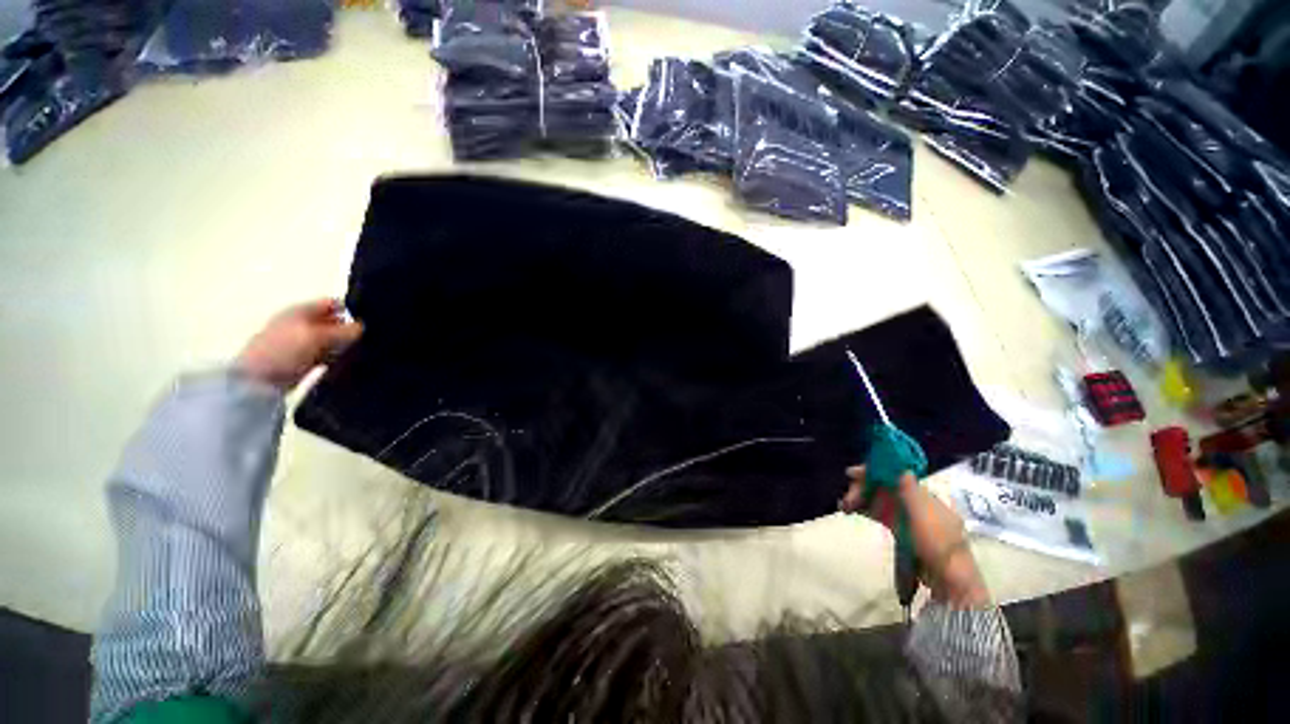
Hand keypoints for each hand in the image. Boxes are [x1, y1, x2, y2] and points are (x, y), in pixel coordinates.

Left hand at [235, 299, 362, 390]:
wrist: (258, 380)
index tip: (368, 322)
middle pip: (334, 322)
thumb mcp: (316, 336)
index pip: (333, 303)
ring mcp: (302, 342)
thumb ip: (341, 330)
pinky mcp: (305, 360)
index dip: (350, 310)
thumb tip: (362, 327)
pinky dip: (337, 358)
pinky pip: (328, 356)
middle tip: (366, 340)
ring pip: (333, 340)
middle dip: (349, 330)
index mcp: (301, 310)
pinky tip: (346, 364)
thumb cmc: (285, 350)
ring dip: (345, 346)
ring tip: (359, 353)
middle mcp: (302, 323)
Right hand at [842, 466, 989, 607]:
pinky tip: (851, 511)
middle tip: (847, 498)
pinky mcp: (900, 531)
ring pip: (879, 500)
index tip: (852, 474)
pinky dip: (865, 509)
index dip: (873, 472)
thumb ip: (910, 489)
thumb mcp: (923, 514)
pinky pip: (879, 513)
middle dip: (863, 488)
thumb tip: (899, 465)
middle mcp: (914, 501)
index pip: (894, 475)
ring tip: (844, 506)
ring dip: (861, 499)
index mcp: (923, 494)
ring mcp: (906, 516)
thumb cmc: (936, 542)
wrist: (947, 579)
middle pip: (883, 487)